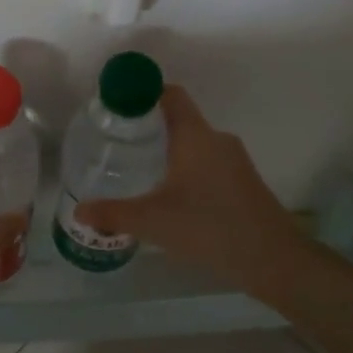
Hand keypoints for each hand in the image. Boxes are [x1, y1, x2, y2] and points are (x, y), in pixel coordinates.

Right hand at [74, 86, 306, 290]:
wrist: (274, 260)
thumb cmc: (210, 227)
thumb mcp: (153, 221)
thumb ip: (113, 213)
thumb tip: (79, 210)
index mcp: (195, 135)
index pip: (169, 95)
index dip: (142, 93)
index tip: (115, 107)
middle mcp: (216, 139)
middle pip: (178, 119)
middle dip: (147, 127)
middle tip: (116, 143)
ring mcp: (234, 161)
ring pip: (193, 144)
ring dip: (167, 151)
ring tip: (137, 170)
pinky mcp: (242, 182)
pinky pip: (207, 163)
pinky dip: (185, 169)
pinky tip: (170, 196)